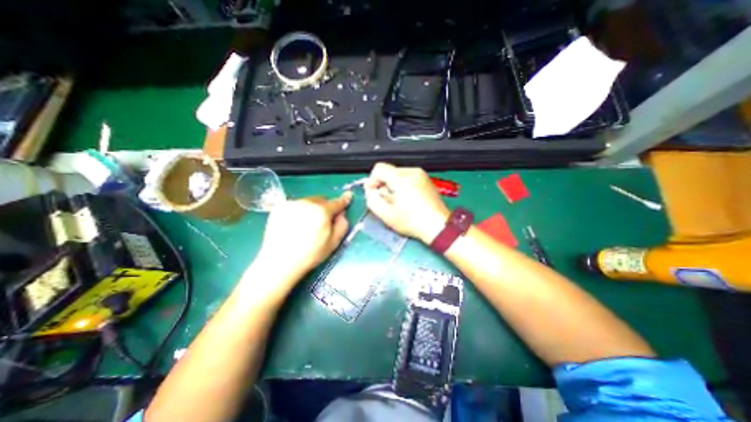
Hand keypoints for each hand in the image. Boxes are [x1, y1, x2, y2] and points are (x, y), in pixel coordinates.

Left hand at [259, 192, 352, 282]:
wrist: (279, 261)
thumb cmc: (310, 254)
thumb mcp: (333, 243)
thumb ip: (342, 225)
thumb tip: (342, 214)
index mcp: (322, 211)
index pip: (337, 202)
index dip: (344, 200)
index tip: (348, 196)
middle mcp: (307, 203)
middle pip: (321, 199)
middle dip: (325, 207)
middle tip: (323, 221)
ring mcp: (292, 204)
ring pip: (308, 201)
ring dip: (312, 208)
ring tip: (306, 225)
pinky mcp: (280, 207)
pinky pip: (296, 205)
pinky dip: (299, 211)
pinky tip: (295, 224)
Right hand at [366, 164, 446, 242]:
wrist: (437, 226)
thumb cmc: (414, 221)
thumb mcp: (386, 214)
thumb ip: (372, 200)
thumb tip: (370, 191)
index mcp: (401, 178)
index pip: (379, 169)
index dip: (372, 181)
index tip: (374, 193)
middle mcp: (412, 172)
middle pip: (389, 172)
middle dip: (383, 185)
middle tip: (386, 201)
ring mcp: (421, 175)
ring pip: (398, 175)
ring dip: (393, 187)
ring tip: (397, 203)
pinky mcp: (426, 180)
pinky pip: (408, 178)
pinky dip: (403, 187)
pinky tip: (406, 201)